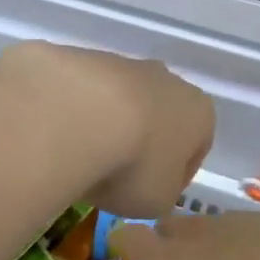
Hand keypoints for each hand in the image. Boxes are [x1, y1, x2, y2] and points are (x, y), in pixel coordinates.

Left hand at [0, 42, 214, 218]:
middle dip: (142, 143)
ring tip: (81, 159)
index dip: (176, 176)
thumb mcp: (158, 201)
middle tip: (116, 175)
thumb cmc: (133, 164)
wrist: (75, 115)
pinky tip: (60, 135)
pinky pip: (84, 93)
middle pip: (159, 117)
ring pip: (121, 102)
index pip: (197, 148)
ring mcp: (124, 64)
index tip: (152, 194)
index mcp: (199, 112)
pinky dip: (76, 112)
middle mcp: (168, 80)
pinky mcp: (83, 58)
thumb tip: (150, 184)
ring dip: (107, 126)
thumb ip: (162, 192)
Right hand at [110, 211, 259, 259]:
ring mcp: (231, 220)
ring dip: (212, 244)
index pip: (132, 241)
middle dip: (169, 242)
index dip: (126, 246)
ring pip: (208, 226)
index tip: (128, 254)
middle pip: (169, 227)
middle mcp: (194, 235)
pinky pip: (244, 228)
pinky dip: (247, 244)